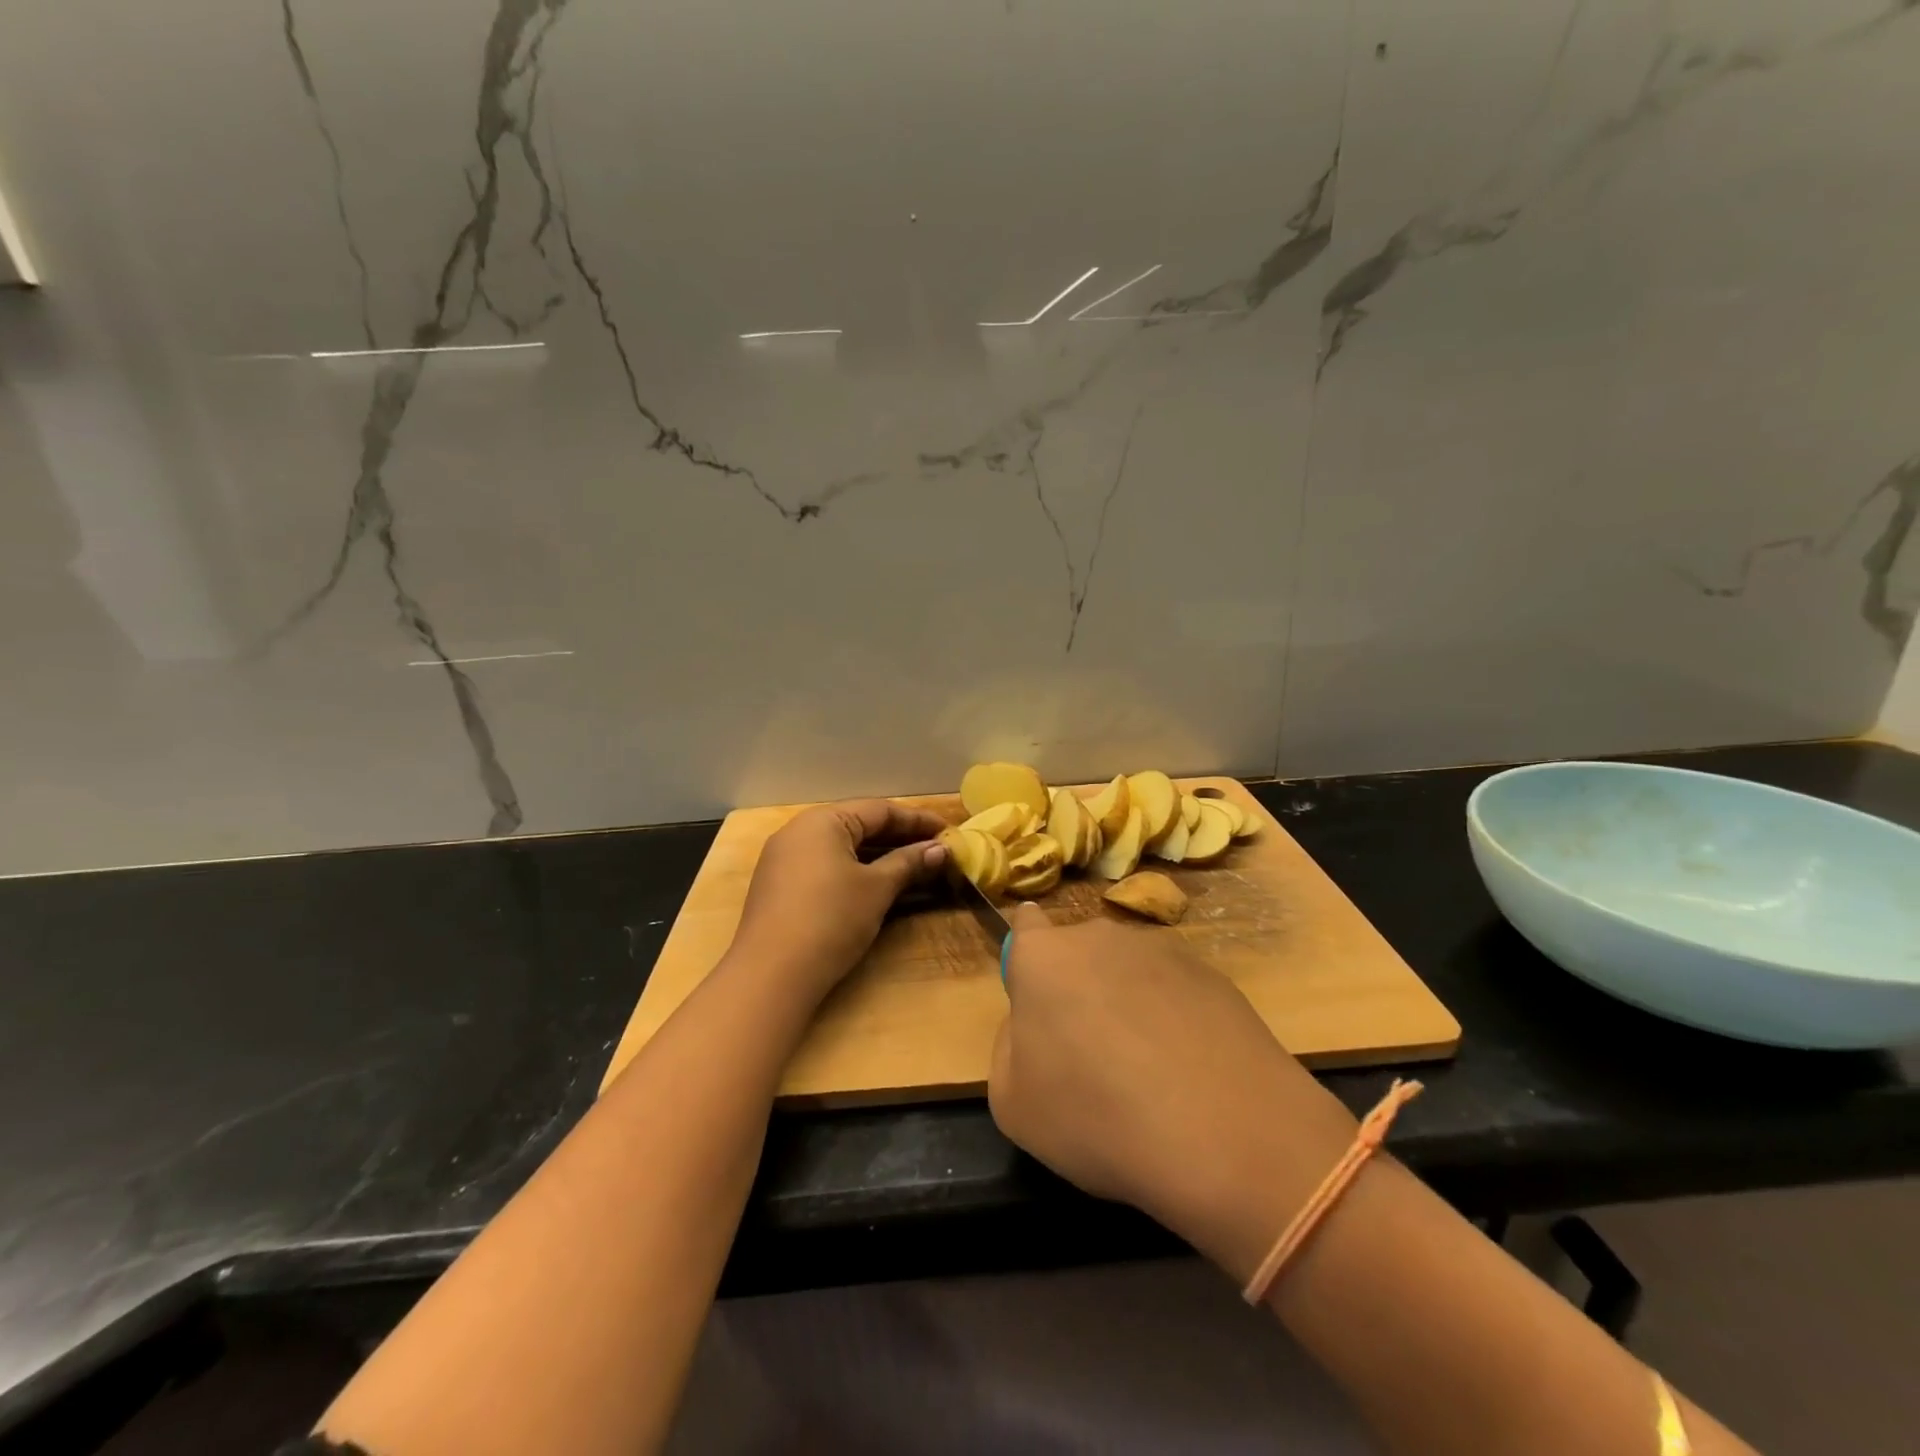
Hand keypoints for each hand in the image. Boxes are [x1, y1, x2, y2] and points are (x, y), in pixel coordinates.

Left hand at [730, 799, 948, 996]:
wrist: (771, 975)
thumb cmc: (831, 920)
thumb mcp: (877, 889)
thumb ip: (908, 863)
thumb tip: (940, 849)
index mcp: (822, 821)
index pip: (880, 810)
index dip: (917, 820)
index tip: (948, 831)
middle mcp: (799, 831)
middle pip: (859, 825)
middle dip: (899, 838)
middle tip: (936, 849)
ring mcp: (784, 859)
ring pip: (842, 847)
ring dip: (879, 855)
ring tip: (914, 867)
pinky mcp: (779, 886)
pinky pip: (825, 865)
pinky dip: (855, 870)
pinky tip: (877, 884)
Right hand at [989, 906, 1360, 1283]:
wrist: (1227, 1134)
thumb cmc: (1099, 1117)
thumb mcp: (1014, 1104)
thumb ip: (1009, 1048)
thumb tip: (1033, 1027)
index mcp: (1044, 956)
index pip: (1024, 925)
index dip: (1026, 960)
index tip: (1036, 998)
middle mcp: (1100, 937)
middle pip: (1077, 954)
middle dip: (1076, 989)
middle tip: (1088, 1053)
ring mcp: (1162, 950)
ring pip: (1127, 971)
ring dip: (1125, 1003)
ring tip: (1146, 1073)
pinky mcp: (1212, 974)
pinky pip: (1174, 991)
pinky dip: (1172, 1019)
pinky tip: (1187, 1074)